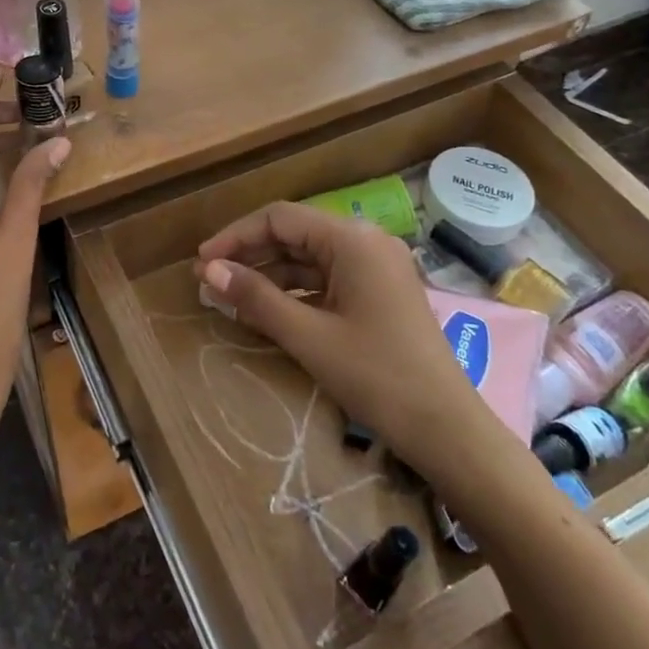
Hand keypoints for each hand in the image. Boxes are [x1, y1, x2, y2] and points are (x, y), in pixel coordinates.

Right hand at [194, 202, 485, 463]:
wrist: (447, 430)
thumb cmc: (376, 376)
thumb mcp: (308, 336)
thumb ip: (256, 298)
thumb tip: (209, 271)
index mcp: (352, 239)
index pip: (280, 218)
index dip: (235, 237)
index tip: (202, 263)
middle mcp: (365, 241)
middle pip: (294, 234)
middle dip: (250, 255)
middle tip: (210, 281)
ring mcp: (375, 266)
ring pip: (309, 258)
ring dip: (269, 275)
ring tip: (230, 297)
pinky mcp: (378, 291)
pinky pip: (326, 278)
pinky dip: (295, 291)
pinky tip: (266, 310)